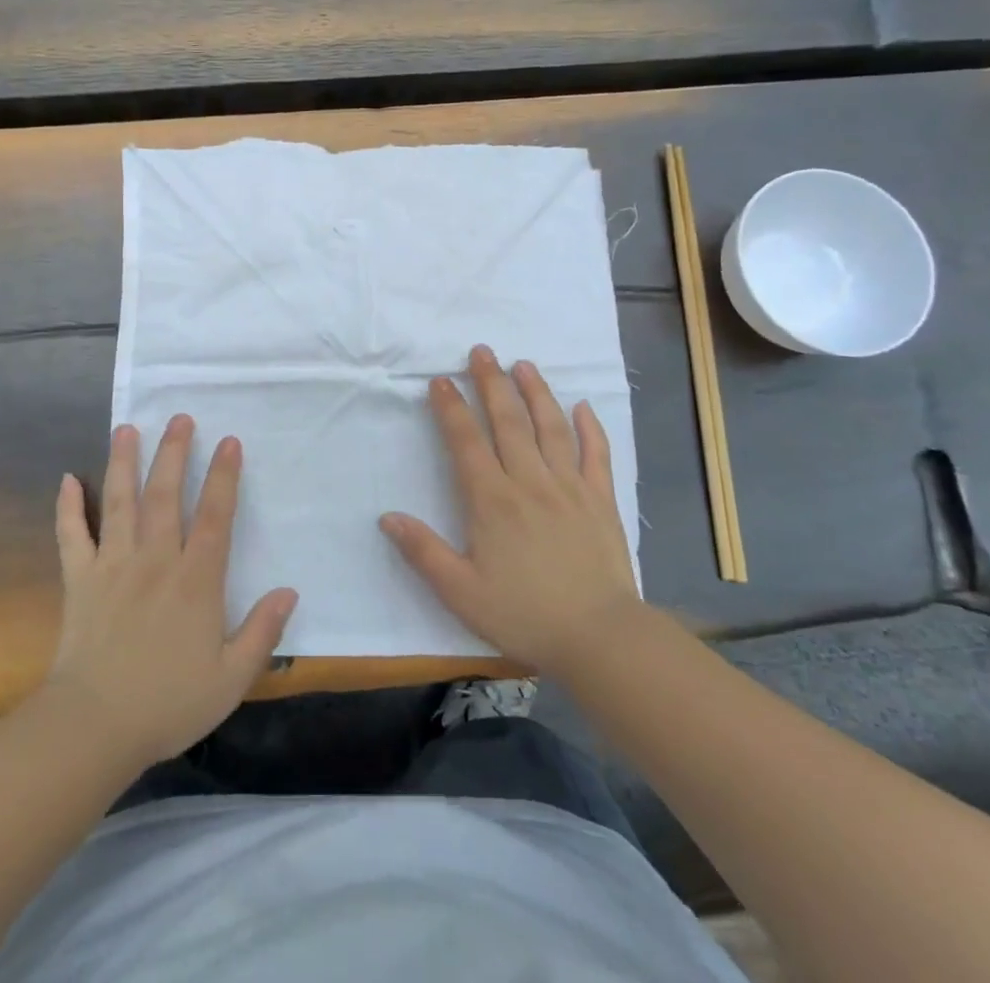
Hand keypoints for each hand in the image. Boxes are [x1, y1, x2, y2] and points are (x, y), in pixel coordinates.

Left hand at [42, 416, 296, 769]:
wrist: (95, 727)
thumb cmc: (169, 703)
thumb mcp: (231, 678)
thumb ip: (262, 632)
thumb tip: (289, 591)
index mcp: (196, 580)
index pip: (215, 515)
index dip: (224, 476)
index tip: (229, 441)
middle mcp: (155, 560)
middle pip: (166, 494)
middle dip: (174, 452)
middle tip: (180, 418)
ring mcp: (113, 566)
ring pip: (120, 502)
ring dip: (123, 462)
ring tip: (127, 428)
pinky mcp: (79, 580)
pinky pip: (71, 535)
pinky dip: (68, 507)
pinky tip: (67, 479)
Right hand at [381, 345, 639, 676]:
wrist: (601, 637)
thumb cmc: (525, 615)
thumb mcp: (461, 592)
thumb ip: (423, 551)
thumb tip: (387, 516)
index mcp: (492, 501)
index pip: (466, 442)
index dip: (451, 408)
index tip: (440, 380)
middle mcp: (530, 482)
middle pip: (508, 421)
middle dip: (491, 383)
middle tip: (482, 351)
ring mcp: (570, 487)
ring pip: (550, 427)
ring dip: (535, 392)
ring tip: (523, 365)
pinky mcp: (601, 500)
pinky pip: (596, 454)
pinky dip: (589, 427)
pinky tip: (581, 407)